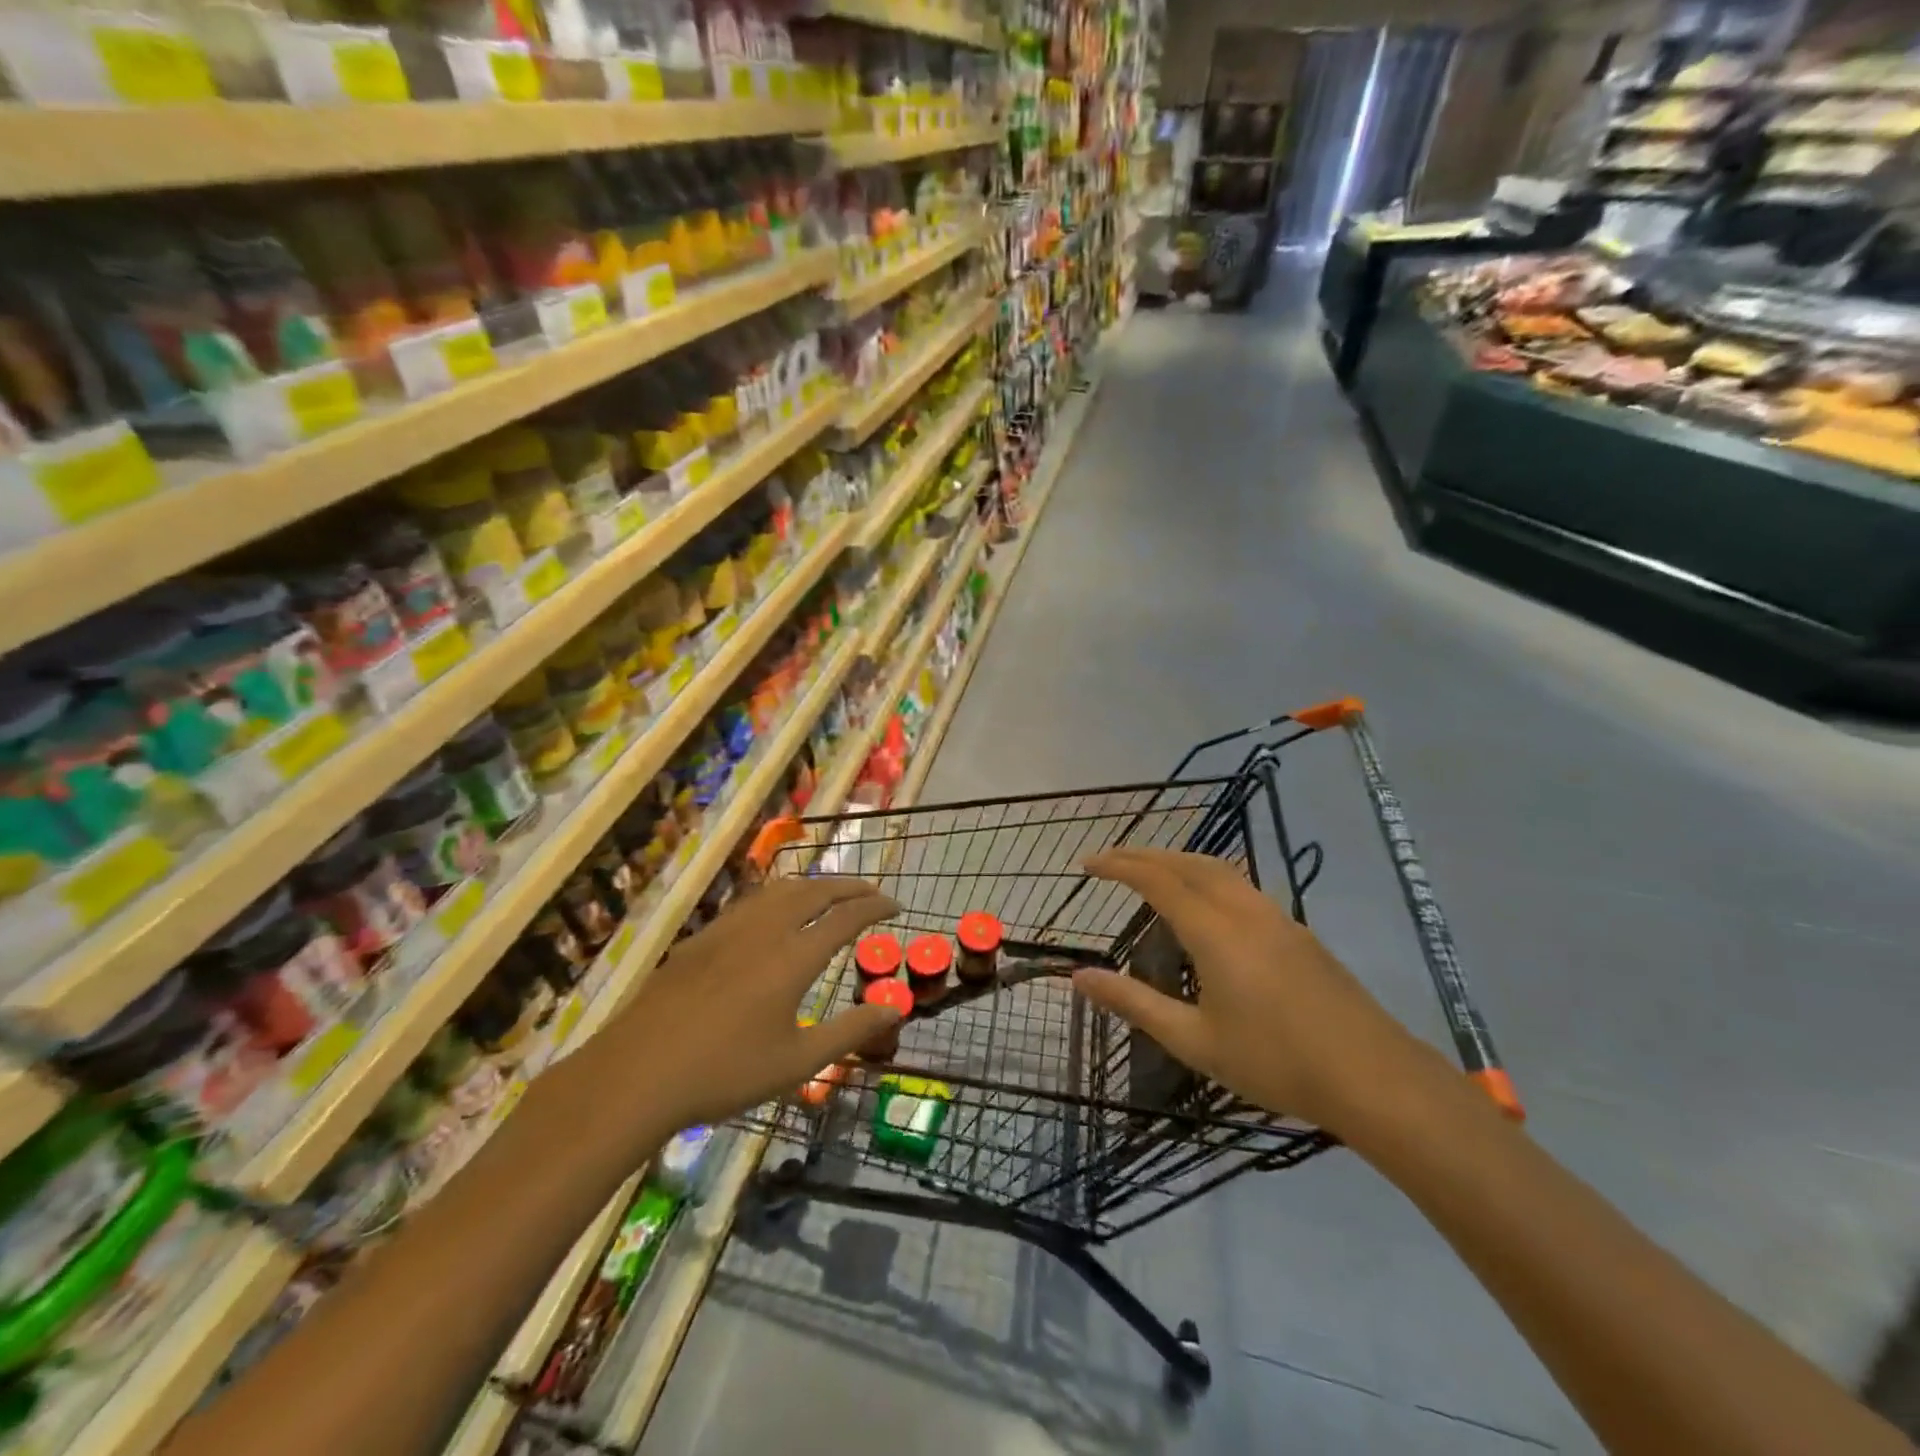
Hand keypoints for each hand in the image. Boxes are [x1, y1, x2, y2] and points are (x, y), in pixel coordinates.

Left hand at [592, 876, 903, 1140]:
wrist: (637, 1073)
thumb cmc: (725, 1073)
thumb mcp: (797, 1062)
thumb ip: (849, 1031)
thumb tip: (893, 1008)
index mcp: (793, 957)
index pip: (846, 917)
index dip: (875, 906)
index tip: (895, 906)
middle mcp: (765, 930)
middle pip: (815, 891)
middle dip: (849, 886)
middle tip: (871, 892)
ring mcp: (729, 929)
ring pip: (780, 890)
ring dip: (814, 885)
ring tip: (830, 894)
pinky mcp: (702, 938)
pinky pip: (752, 901)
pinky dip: (780, 896)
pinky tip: (775, 914)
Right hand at [1073, 849, 1455, 1138]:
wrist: (1374, 1077)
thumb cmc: (1275, 1062)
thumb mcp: (1194, 1040)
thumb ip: (1134, 1003)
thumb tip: (1079, 977)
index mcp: (1214, 931)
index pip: (1156, 880)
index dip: (1119, 865)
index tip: (1087, 863)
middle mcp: (1245, 911)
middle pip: (1189, 863)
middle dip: (1146, 854)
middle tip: (1112, 860)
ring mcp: (1277, 918)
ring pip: (1220, 870)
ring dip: (1179, 861)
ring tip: (1152, 873)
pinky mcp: (1298, 933)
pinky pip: (1241, 886)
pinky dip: (1208, 878)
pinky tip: (1206, 906)